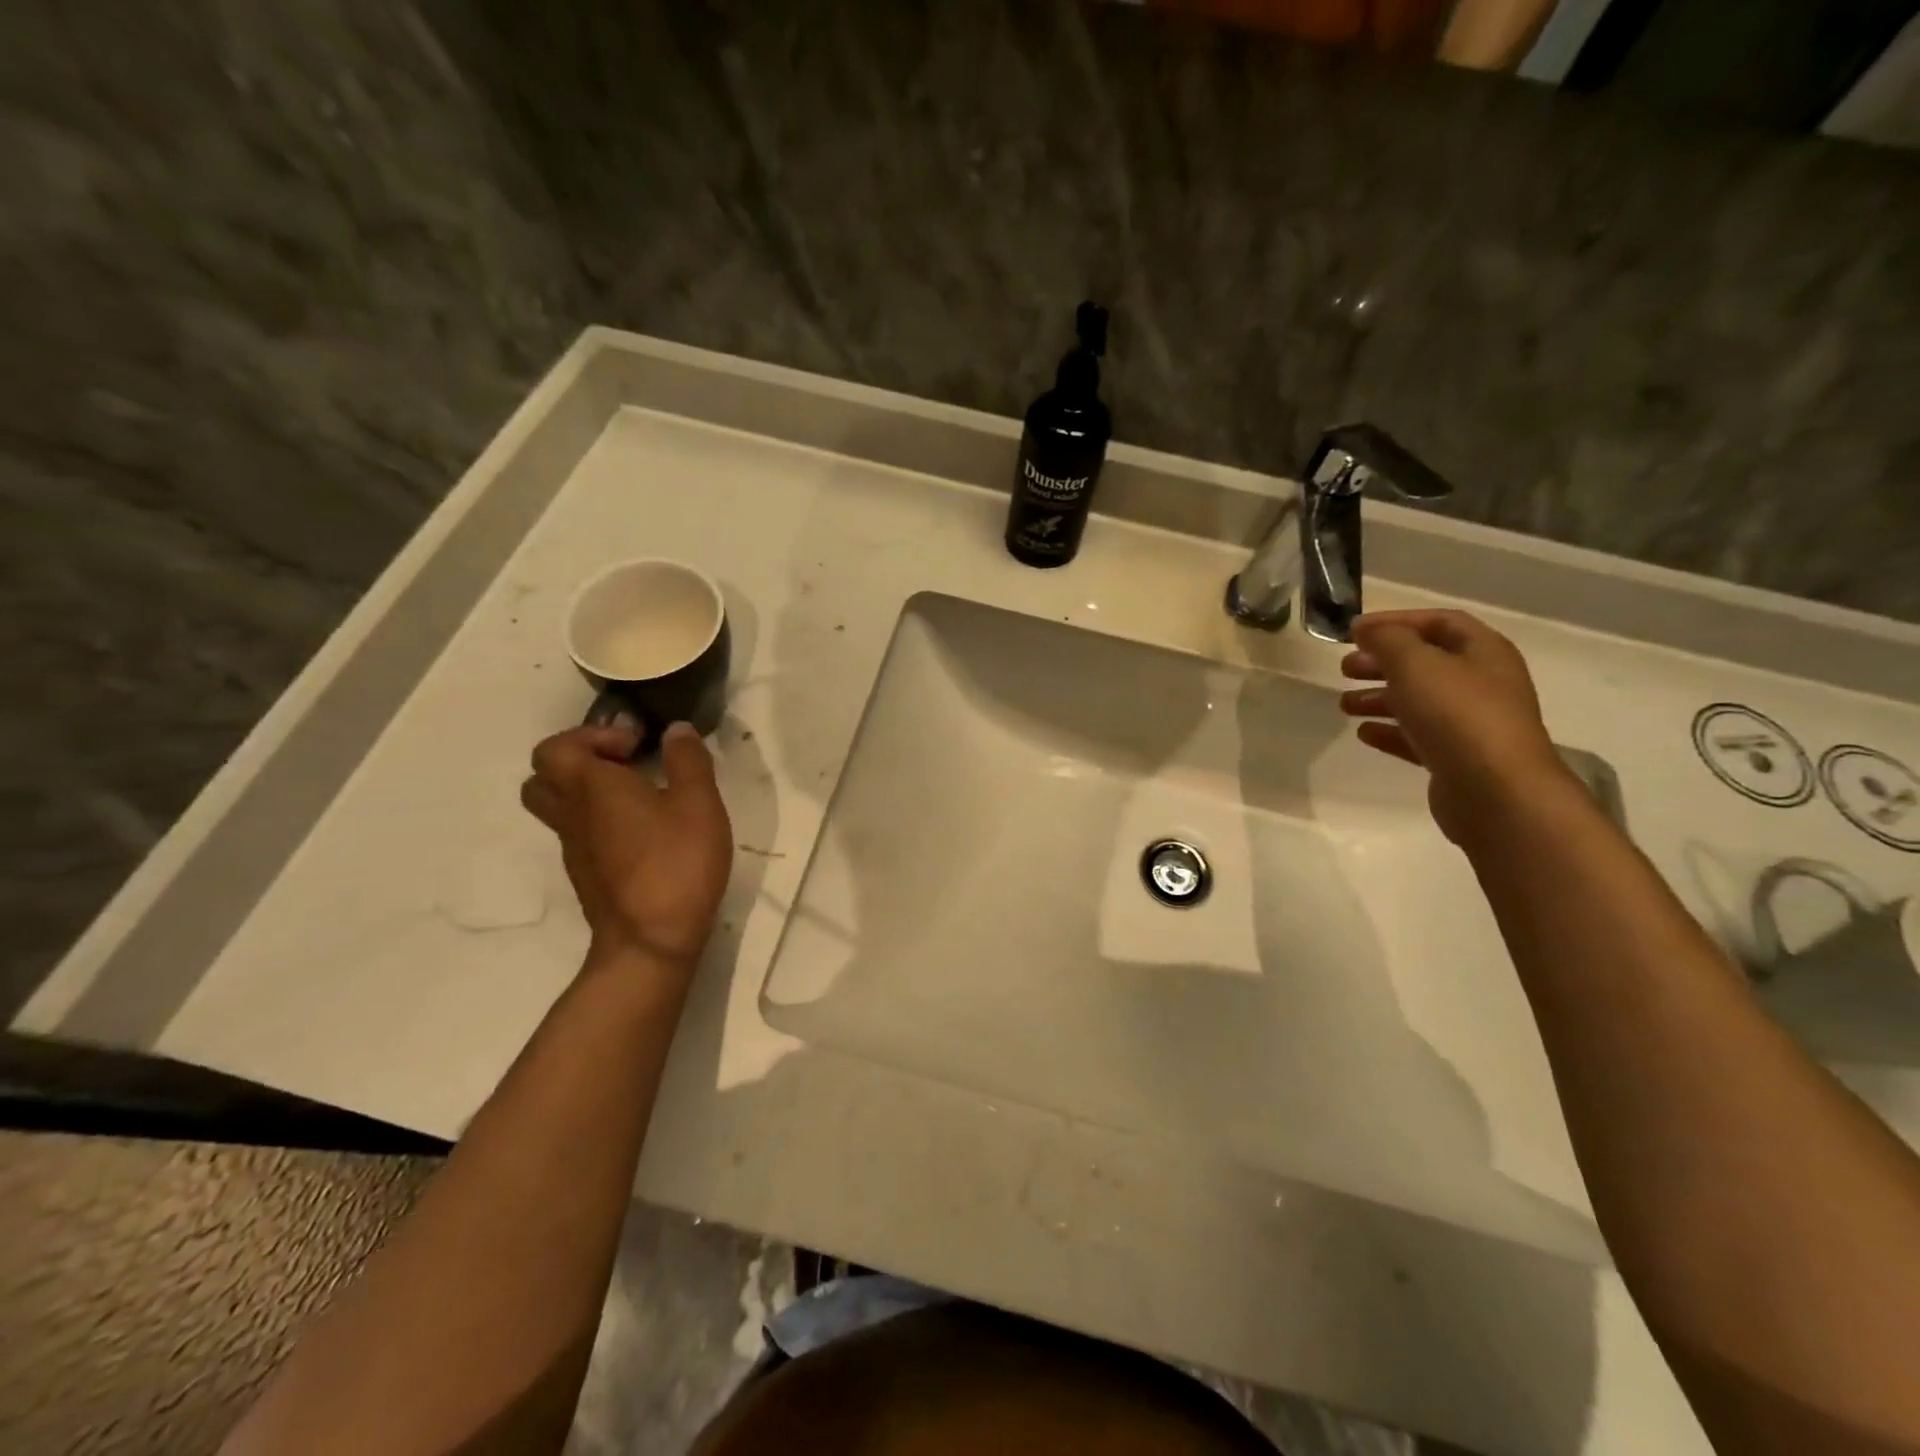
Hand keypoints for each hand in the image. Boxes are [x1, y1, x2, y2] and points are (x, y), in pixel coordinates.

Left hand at [521, 722, 732, 980]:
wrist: (650, 941)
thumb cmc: (676, 862)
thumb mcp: (698, 803)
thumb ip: (688, 760)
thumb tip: (675, 729)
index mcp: (592, 787)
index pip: (556, 747)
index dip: (591, 736)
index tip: (635, 746)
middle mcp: (571, 814)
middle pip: (544, 776)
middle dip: (579, 761)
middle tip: (623, 766)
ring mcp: (574, 849)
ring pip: (558, 807)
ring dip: (587, 792)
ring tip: (636, 797)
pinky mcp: (586, 875)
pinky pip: (579, 834)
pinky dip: (599, 822)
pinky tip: (642, 833)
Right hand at [1339, 609, 1573, 845]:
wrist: (1496, 792)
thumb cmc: (1457, 715)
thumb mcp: (1415, 664)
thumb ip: (1388, 640)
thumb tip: (1367, 629)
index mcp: (1483, 652)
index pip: (1440, 622)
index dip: (1396, 621)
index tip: (1354, 632)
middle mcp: (1482, 683)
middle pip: (1426, 663)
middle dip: (1382, 662)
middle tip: (1344, 668)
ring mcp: (1471, 723)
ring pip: (1419, 701)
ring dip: (1379, 698)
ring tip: (1344, 705)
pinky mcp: (1457, 758)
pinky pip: (1418, 737)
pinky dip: (1389, 731)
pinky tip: (1364, 734)